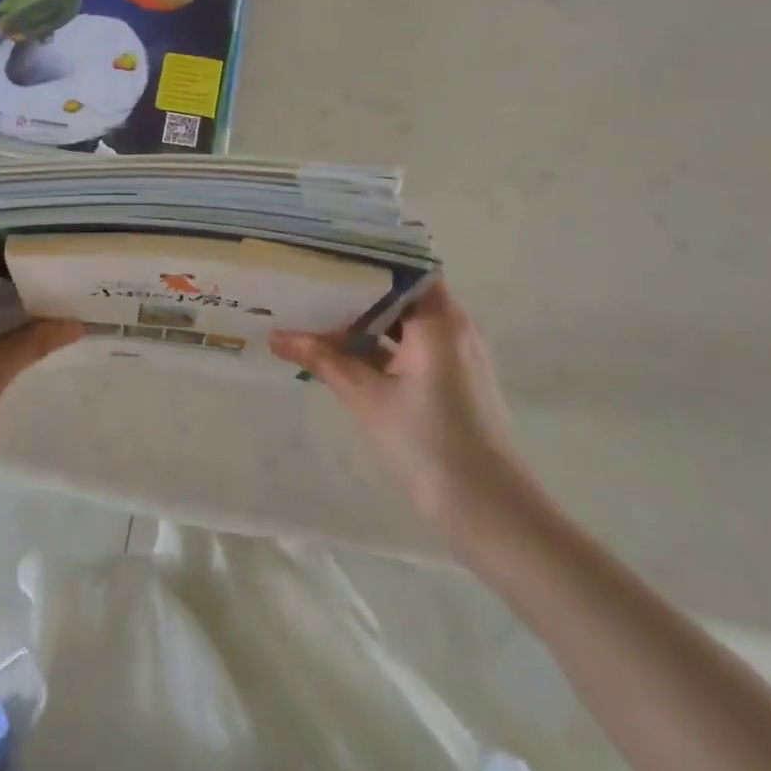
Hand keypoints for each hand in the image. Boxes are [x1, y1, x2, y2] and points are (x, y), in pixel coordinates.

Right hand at [272, 282, 545, 552]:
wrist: (492, 514)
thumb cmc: (430, 446)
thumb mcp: (368, 399)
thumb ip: (324, 361)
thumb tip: (277, 337)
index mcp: (440, 321)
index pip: (403, 267)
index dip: (365, 258)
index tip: (326, 255)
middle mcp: (455, 328)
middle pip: (401, 293)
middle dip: (355, 291)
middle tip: (310, 283)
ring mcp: (457, 355)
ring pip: (405, 322)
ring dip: (366, 322)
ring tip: (317, 314)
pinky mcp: (455, 381)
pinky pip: (413, 347)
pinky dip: (381, 346)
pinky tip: (344, 354)